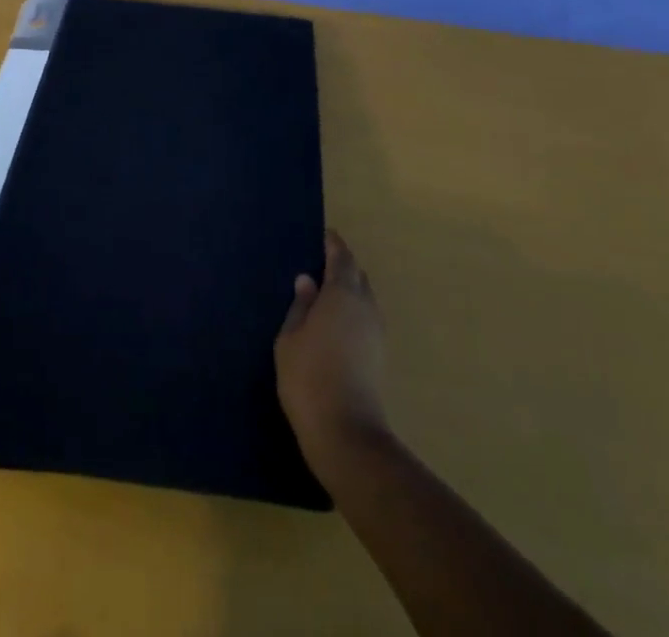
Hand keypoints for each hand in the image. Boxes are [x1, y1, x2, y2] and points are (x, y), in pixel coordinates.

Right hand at [275, 229, 389, 470]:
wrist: (347, 433)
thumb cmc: (308, 377)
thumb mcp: (289, 339)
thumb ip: (300, 305)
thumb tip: (308, 281)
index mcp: (342, 293)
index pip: (341, 256)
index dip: (332, 243)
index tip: (322, 235)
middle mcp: (365, 305)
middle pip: (357, 274)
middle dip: (341, 265)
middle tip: (318, 264)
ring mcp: (376, 330)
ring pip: (364, 297)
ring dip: (348, 290)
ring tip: (325, 295)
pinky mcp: (379, 354)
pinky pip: (366, 317)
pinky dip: (353, 311)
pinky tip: (335, 323)